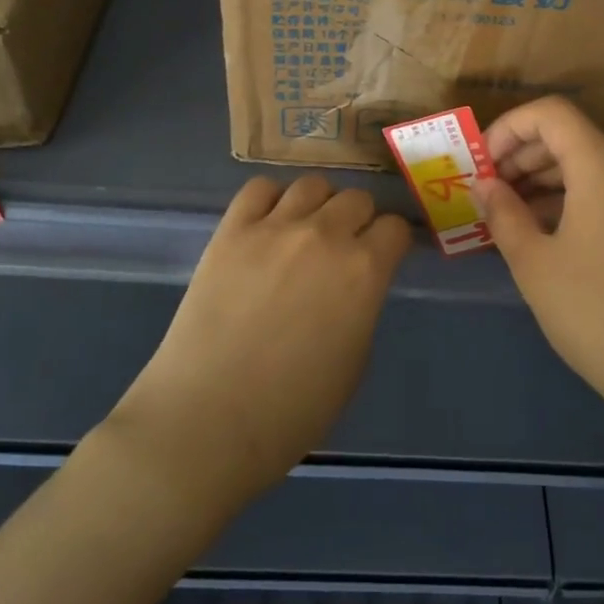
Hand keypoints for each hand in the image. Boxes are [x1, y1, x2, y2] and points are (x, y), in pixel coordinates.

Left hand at [106, 175, 410, 509]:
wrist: (208, 420)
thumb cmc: (292, 410)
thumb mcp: (355, 362)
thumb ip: (362, 307)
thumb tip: (354, 287)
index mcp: (365, 271)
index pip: (394, 228)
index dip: (391, 243)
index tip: (384, 257)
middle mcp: (325, 235)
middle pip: (357, 198)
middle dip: (359, 220)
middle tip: (344, 248)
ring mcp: (274, 227)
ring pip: (312, 184)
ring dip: (318, 204)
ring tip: (305, 230)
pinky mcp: (231, 230)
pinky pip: (259, 189)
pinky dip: (270, 200)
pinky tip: (267, 225)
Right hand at [472, 97, 603, 453]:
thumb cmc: (599, 314)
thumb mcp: (535, 265)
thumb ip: (504, 214)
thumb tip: (485, 185)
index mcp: (603, 165)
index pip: (551, 113)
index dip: (509, 127)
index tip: (482, 163)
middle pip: (569, 135)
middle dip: (522, 155)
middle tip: (487, 192)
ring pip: (588, 163)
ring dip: (544, 178)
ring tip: (508, 215)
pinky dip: (571, 197)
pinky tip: (545, 232)